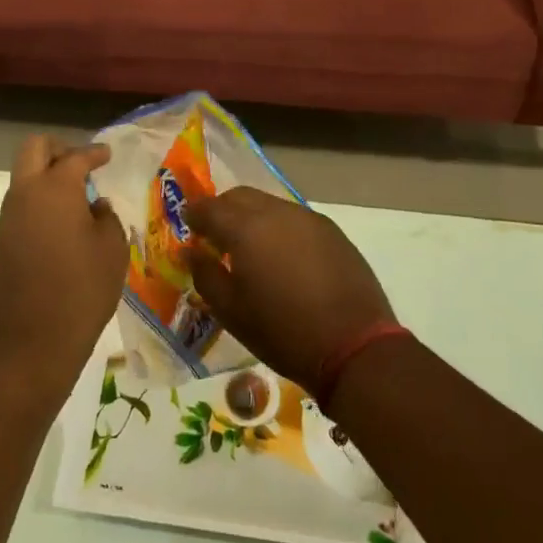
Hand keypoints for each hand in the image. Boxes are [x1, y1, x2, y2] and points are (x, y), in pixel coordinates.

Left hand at [0, 136, 128, 396]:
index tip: (106, 155)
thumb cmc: (83, 290)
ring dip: (46, 179)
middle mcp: (25, 195)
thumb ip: (105, 218)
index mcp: (55, 189)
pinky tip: (59, 230)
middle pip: (34, 149)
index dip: (94, 152)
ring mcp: (7, 220)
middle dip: (58, 149)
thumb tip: (94, 207)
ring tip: (75, 203)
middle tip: (80, 165)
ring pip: (23, 180)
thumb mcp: (112, 249)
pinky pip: (20, 209)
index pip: (76, 157)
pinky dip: (39, 206)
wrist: (34, 343)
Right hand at [185, 187, 396, 392]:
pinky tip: (282, 256)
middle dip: (222, 209)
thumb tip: (191, 251)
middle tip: (215, 235)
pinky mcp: (331, 231)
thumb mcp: (232, 312)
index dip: (194, 214)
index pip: (209, 208)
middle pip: (240, 196)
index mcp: (246, 229)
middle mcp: (277, 212)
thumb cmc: (282, 332)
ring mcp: (308, 218)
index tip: (188, 226)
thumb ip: (205, 275)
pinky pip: (294, 218)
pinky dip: (278, 227)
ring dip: (252, 217)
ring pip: (269, 204)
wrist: (354, 346)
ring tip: (249, 248)